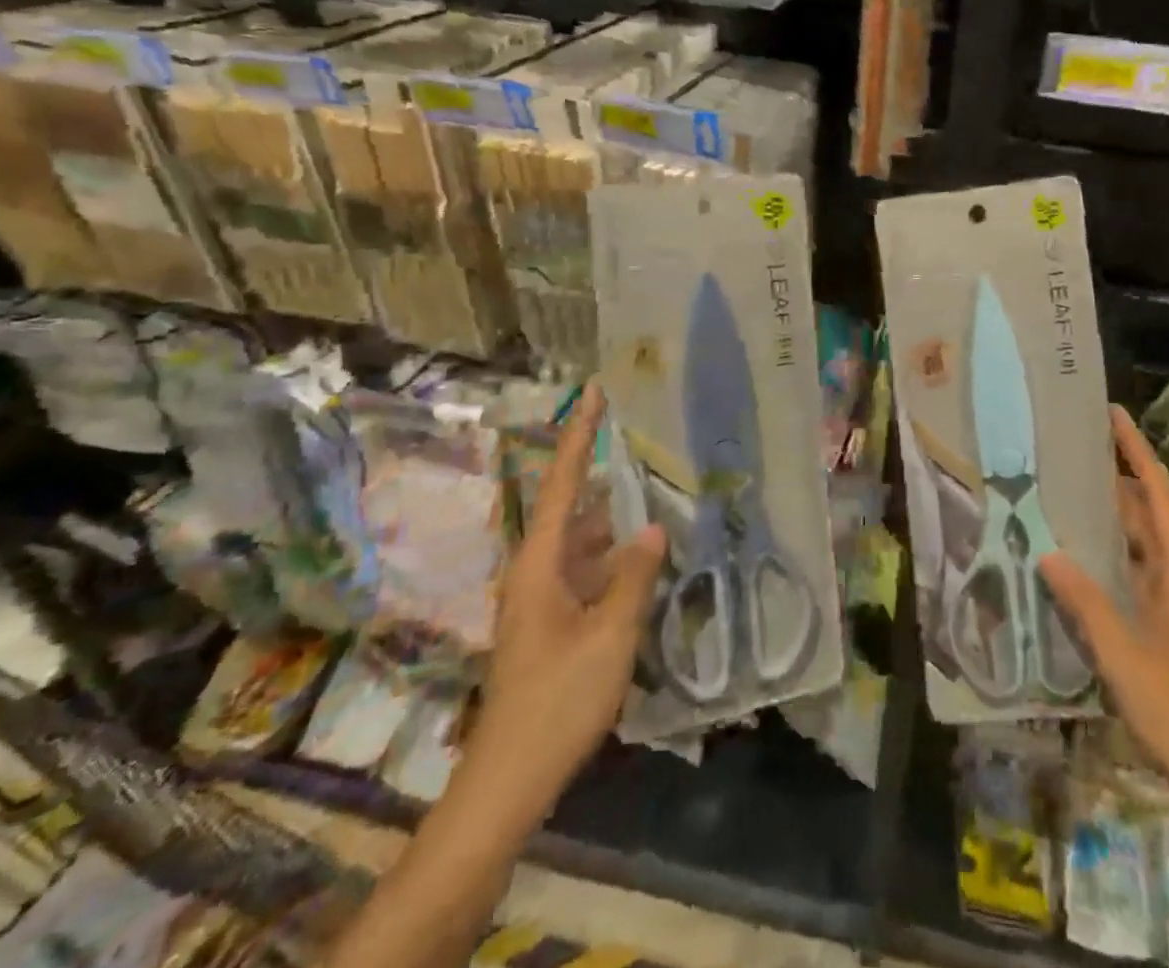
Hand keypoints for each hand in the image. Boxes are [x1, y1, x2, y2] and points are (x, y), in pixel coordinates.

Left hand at [467, 383, 664, 808]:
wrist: (509, 779)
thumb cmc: (558, 700)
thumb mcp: (609, 635)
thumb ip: (634, 577)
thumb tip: (654, 528)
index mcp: (541, 562)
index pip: (564, 482)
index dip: (579, 434)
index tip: (592, 391)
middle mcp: (537, 570)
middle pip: (575, 506)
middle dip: (607, 475)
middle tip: (647, 445)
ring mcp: (542, 598)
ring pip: (584, 542)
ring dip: (616, 522)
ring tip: (659, 497)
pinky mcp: (552, 622)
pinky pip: (587, 570)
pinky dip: (615, 557)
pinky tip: (646, 561)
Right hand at [1041, 408, 1168, 820]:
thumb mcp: (1126, 660)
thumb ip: (1087, 605)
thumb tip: (1049, 553)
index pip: (1158, 497)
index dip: (1137, 453)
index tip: (1113, 415)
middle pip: (1148, 513)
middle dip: (1116, 477)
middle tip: (1071, 450)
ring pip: (1140, 544)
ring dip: (1110, 516)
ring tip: (1065, 491)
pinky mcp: (1166, 626)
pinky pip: (1133, 574)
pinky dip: (1108, 556)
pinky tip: (1077, 559)